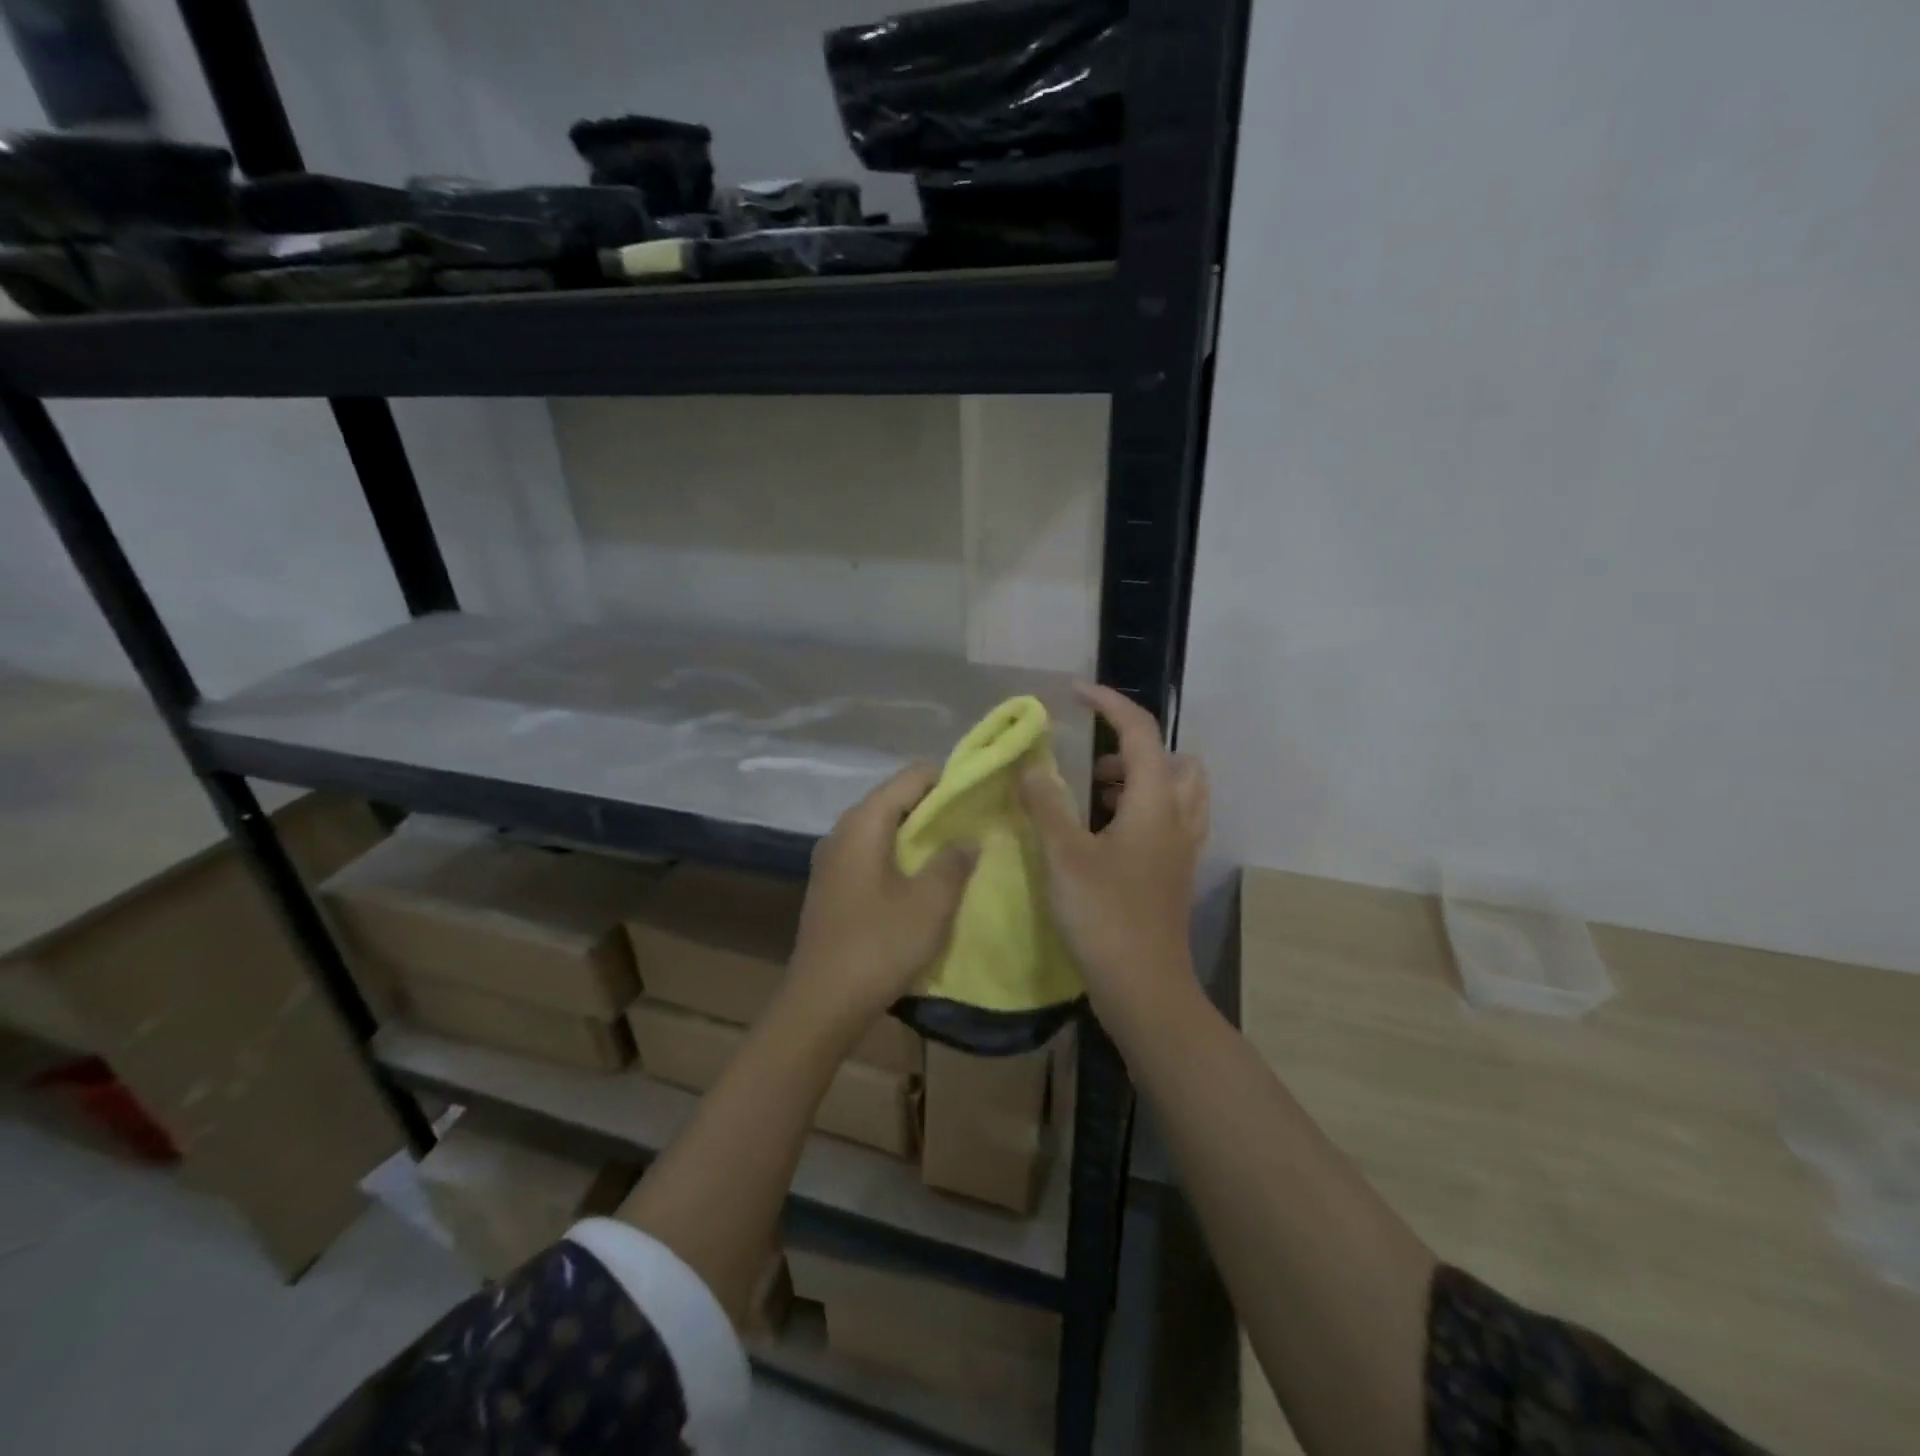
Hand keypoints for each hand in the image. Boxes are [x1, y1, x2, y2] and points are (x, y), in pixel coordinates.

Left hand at [789, 763, 974, 1020]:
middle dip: (935, 809)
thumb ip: (954, 861)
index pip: (911, 777)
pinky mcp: (832, 887)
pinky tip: (922, 881)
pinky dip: (899, 858)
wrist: (822, 1003)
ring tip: (956, 851)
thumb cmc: (879, 944)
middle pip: (895, 801)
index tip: (980, 795)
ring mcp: (832, 861)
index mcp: (864, 822)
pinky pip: (871, 856)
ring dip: (918, 837)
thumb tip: (967, 836)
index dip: (948, 780)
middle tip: (974, 824)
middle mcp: (842, 831)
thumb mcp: (930, 902)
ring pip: (883, 830)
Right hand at [1020, 683, 1209, 1025]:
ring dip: (1141, 780)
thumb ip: (1047, 804)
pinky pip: (1169, 821)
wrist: (1144, 987)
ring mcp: (1182, 848)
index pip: (1140, 732)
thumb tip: (1032, 766)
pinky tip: (1105, 836)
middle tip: (1093, 767)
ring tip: (1095, 798)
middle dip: (1134, 749)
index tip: (1075, 694)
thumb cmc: (1104, 916)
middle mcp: (1178, 817)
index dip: (1109, 704)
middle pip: (1174, 760)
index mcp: (1154, 802)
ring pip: (1177, 792)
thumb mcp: (1064, 855)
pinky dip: (1144, 810)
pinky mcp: (1175, 873)